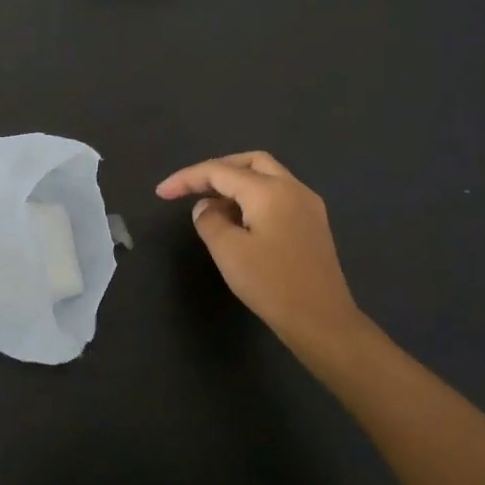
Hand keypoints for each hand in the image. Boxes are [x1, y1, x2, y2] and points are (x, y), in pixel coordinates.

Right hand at [156, 152, 362, 348]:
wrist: (323, 322)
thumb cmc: (272, 285)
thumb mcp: (228, 252)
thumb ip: (209, 220)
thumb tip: (207, 207)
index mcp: (269, 190)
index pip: (220, 171)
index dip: (187, 178)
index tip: (161, 192)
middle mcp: (292, 188)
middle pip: (249, 162)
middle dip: (217, 170)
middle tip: (192, 188)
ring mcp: (308, 205)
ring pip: (267, 177)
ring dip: (237, 184)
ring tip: (212, 208)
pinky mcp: (314, 224)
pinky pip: (279, 195)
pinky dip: (254, 198)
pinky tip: (240, 221)